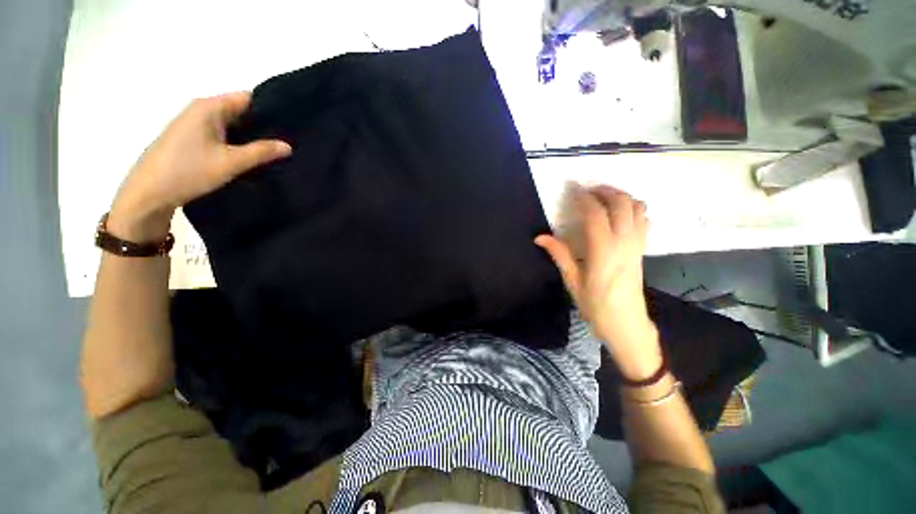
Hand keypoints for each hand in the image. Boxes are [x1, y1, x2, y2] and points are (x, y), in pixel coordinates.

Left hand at [108, 92, 291, 240]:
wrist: (149, 193)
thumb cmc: (188, 171)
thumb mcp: (231, 163)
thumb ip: (261, 152)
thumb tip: (288, 146)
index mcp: (209, 107)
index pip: (248, 98)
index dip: (270, 109)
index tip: (291, 124)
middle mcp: (201, 110)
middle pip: (240, 110)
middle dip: (263, 124)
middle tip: (289, 140)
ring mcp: (194, 124)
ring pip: (232, 124)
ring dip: (251, 135)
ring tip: (276, 149)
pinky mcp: (192, 139)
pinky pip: (222, 134)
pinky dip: (238, 142)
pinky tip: (252, 155)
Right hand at [535, 184, 660, 379]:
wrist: (627, 325)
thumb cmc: (596, 306)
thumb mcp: (573, 281)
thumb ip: (559, 255)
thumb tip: (540, 237)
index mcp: (604, 251)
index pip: (596, 214)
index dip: (583, 197)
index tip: (572, 188)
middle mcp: (625, 242)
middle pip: (621, 203)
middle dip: (604, 190)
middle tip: (587, 188)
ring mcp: (637, 245)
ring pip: (637, 207)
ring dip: (620, 196)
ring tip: (602, 195)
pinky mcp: (643, 249)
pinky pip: (644, 219)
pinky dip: (633, 208)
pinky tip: (619, 212)